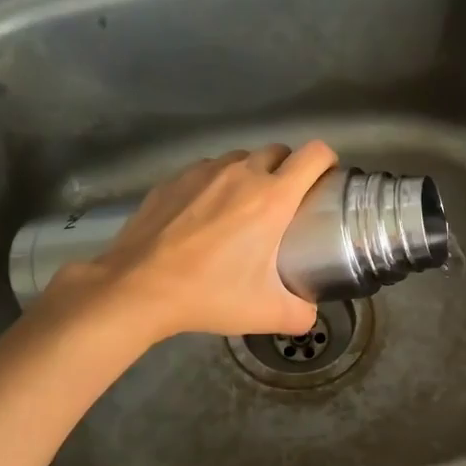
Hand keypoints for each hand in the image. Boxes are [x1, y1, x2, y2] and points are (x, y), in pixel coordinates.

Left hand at [38, 141, 336, 339]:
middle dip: (290, 170)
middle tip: (286, 204)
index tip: (326, 182)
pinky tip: (204, 217)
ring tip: (243, 209)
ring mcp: (203, 171)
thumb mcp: (267, 314)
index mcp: (272, 197)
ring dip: (251, 175)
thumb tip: (310, 312)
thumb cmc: (209, 294)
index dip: (328, 162)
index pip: (314, 155)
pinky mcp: (173, 179)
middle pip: (279, 151)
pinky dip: (216, 184)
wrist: (137, 287)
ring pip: (241, 159)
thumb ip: (301, 313)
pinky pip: (207, 171)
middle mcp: (241, 173)